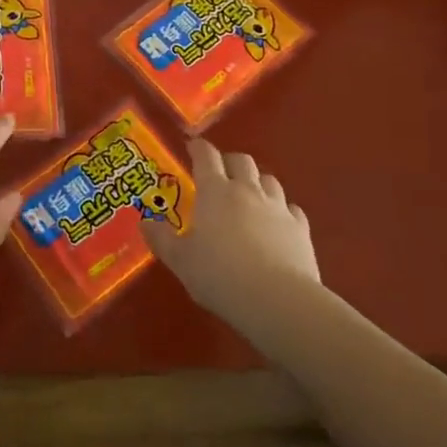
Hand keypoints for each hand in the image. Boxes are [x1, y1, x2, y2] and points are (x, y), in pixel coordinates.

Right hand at [145, 138, 319, 329]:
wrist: (277, 299)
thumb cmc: (220, 276)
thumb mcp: (180, 261)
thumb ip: (161, 239)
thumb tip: (145, 222)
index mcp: (214, 192)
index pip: (206, 156)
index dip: (198, 148)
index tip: (192, 147)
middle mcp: (247, 190)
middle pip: (241, 160)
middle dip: (229, 161)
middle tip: (220, 173)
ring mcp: (277, 207)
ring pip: (268, 179)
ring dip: (257, 181)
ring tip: (250, 195)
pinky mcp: (300, 227)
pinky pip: (291, 208)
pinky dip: (282, 209)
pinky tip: (277, 222)